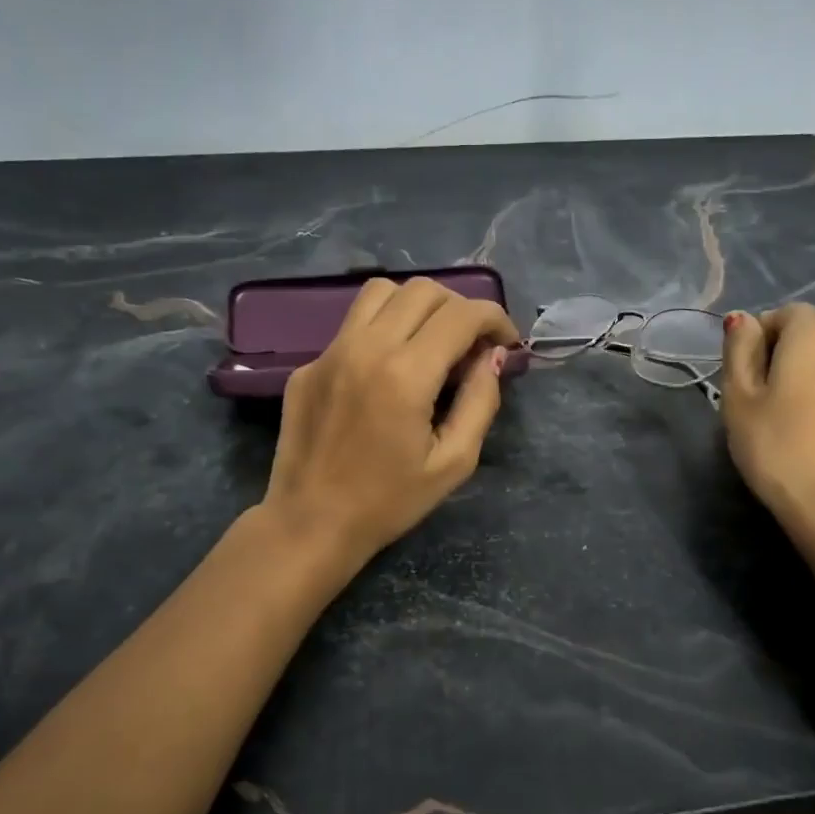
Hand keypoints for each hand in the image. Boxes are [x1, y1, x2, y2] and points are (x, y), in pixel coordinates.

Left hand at [261, 277, 519, 565]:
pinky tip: (387, 373)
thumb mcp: (454, 463)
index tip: (505, 343)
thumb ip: (480, 402)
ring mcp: (330, 352)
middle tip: (471, 346)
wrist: (311, 523)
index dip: (495, 319)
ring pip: (381, 292)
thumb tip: (491, 357)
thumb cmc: (389, 502)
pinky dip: (382, 332)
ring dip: (417, 307)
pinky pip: (352, 326)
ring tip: (430, 344)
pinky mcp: (308, 365)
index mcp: (406, 375)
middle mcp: (365, 348)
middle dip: (460, 309)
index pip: (461, 314)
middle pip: (423, 290)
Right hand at [720, 303, 814, 611]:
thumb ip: (739, 349)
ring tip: (778, 413)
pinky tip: (804, 425)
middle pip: (805, 331)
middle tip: (754, 397)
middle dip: (777, 352)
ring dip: (799, 372)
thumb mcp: (738, 395)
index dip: (755, 341)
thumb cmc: (774, 443)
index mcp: (813, 330)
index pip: (780, 314)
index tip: (742, 379)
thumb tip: (742, 319)